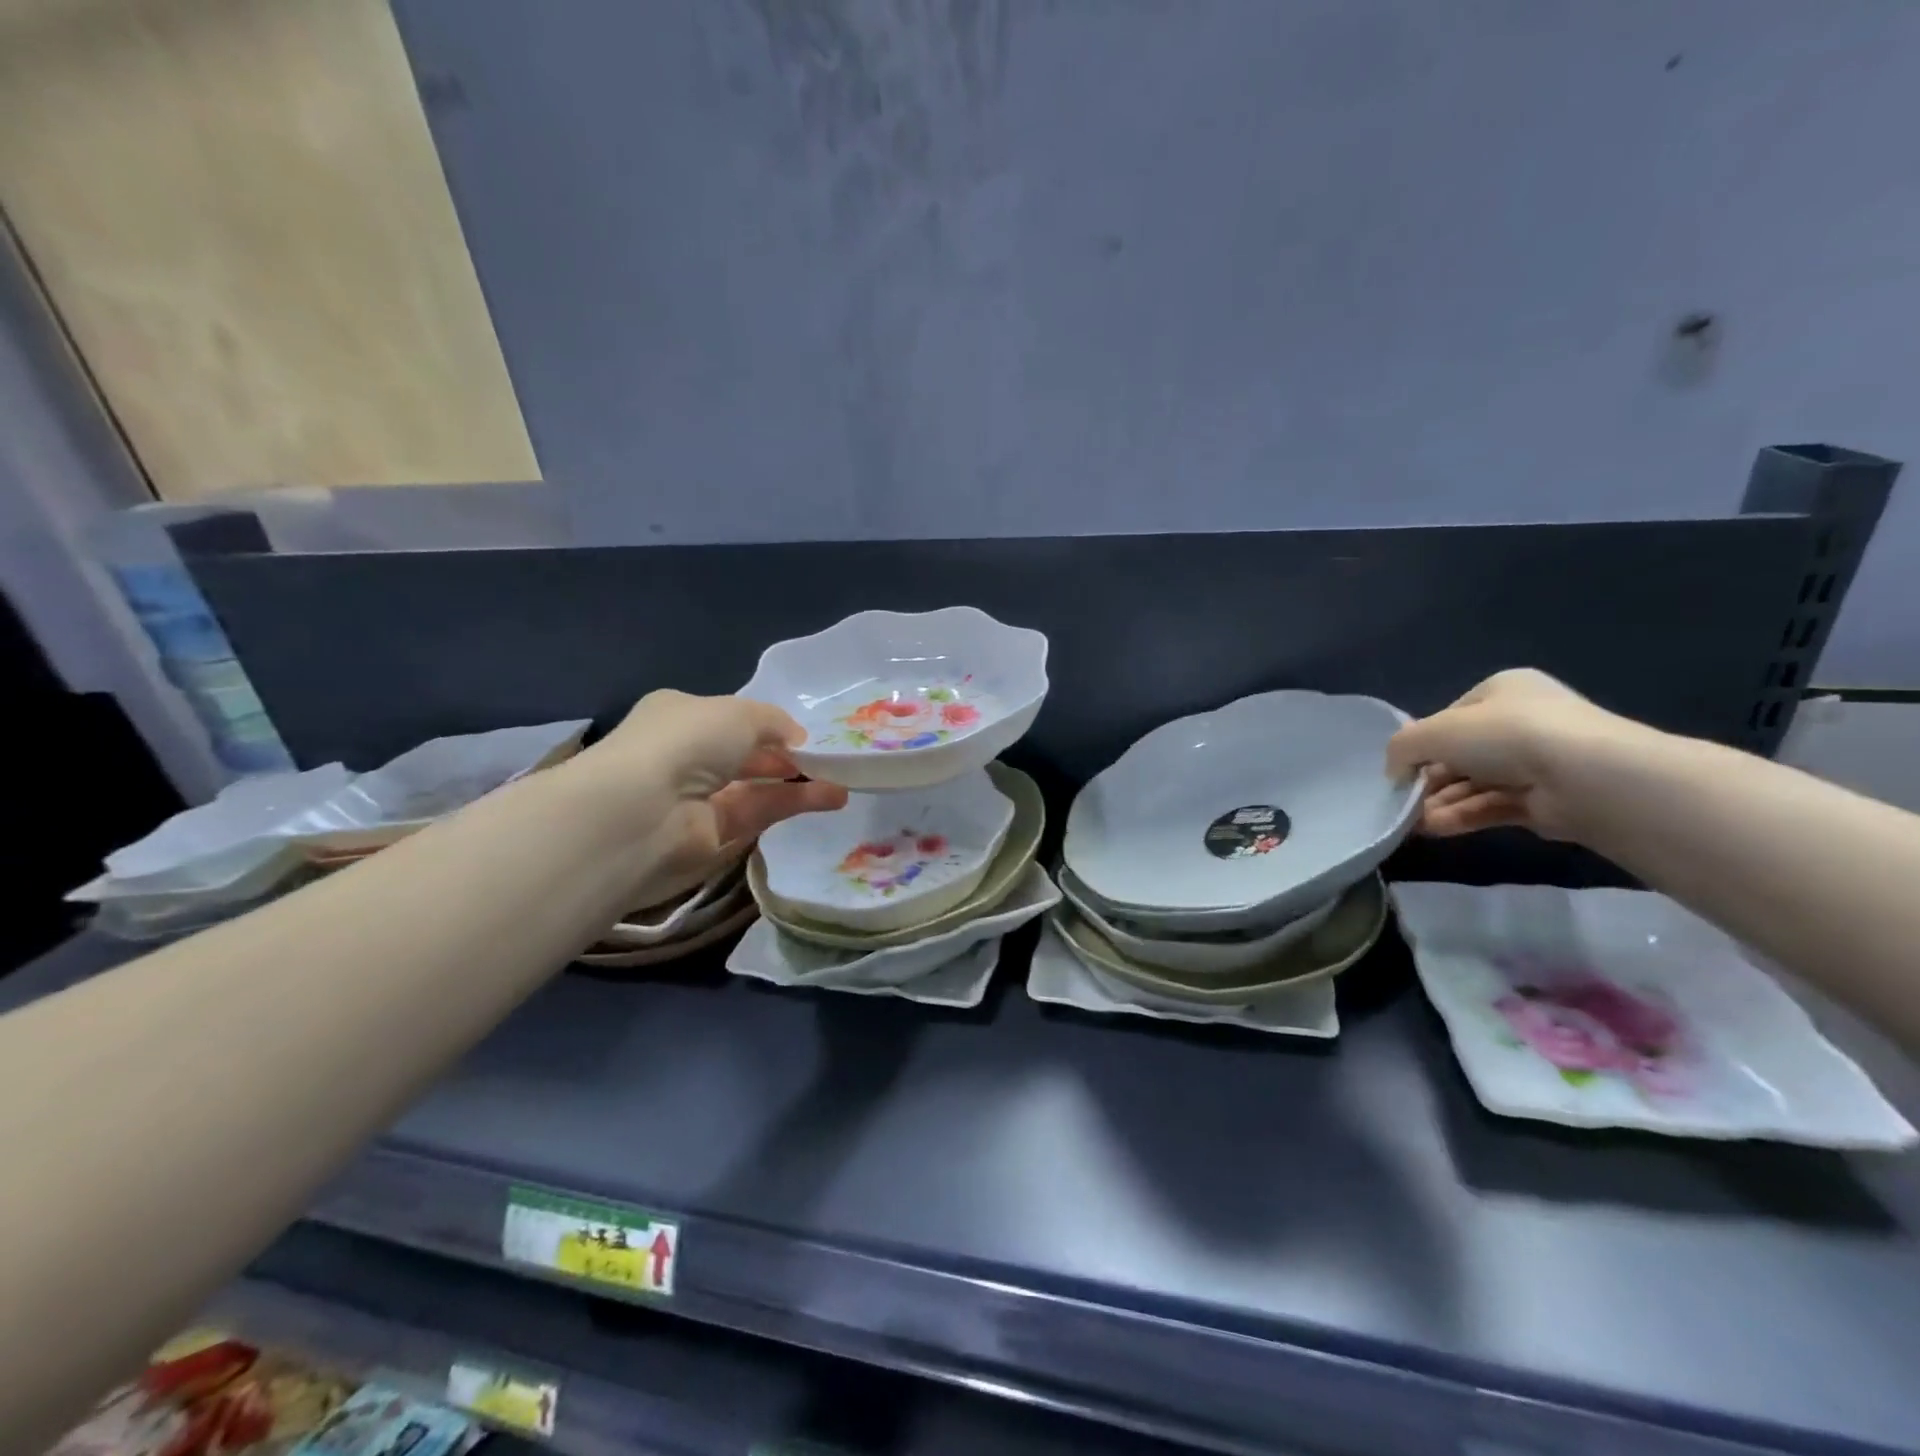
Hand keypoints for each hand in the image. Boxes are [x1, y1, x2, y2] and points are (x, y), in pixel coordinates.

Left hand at [575, 690, 847, 906]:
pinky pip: (759, 814)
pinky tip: (830, 797)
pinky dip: (794, 805)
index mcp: (681, 716)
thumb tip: (797, 739)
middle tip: (829, 760)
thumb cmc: (686, 741)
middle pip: (746, 755)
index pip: (730, 719)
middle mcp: (686, 755)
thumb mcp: (739, 713)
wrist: (644, 810)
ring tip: (843, 781)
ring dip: (799, 783)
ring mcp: (697, 798)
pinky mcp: (712, 836)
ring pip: (757, 787)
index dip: (768, 725)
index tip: (804, 734)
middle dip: (786, 756)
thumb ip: (774, 721)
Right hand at [1385, 669, 1628, 839]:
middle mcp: (1522, 721)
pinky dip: (1461, 816)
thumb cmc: (1506, 735)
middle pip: (1460, 754)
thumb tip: (1394, 770)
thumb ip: (1403, 747)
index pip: (1449, 717)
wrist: (1586, 777)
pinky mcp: (1546, 801)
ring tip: (1410, 822)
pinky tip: (1433, 829)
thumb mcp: (1436, 731)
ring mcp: (1537, 762)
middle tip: (1402, 800)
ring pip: (1474, 783)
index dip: (1422, 741)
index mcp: (1502, 690)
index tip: (1401, 767)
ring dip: (1439, 802)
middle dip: (1428, 779)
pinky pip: (1492, 806)